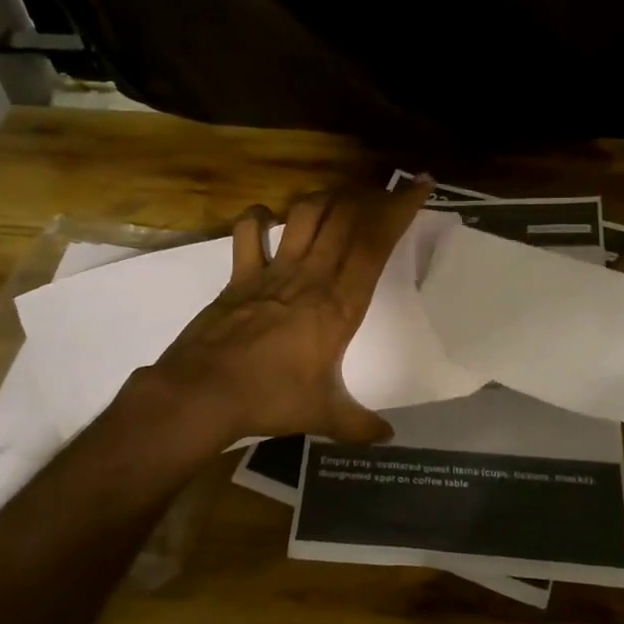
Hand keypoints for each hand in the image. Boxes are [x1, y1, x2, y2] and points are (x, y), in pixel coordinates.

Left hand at [139, 178, 435, 446]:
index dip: (400, 209)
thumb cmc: (271, 399)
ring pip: (305, 214)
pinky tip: (268, 219)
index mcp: (340, 303)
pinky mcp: (240, 274)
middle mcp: (312, 276)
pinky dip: (259, 218)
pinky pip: (250, 231)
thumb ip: (359, 424)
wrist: (204, 392)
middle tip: (384, 191)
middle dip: (371, 196)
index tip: (419, 185)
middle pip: (346, 217)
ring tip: (339, 200)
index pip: (377, 244)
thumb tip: (387, 439)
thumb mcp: (323, 415)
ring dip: (325, 199)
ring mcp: (273, 271)